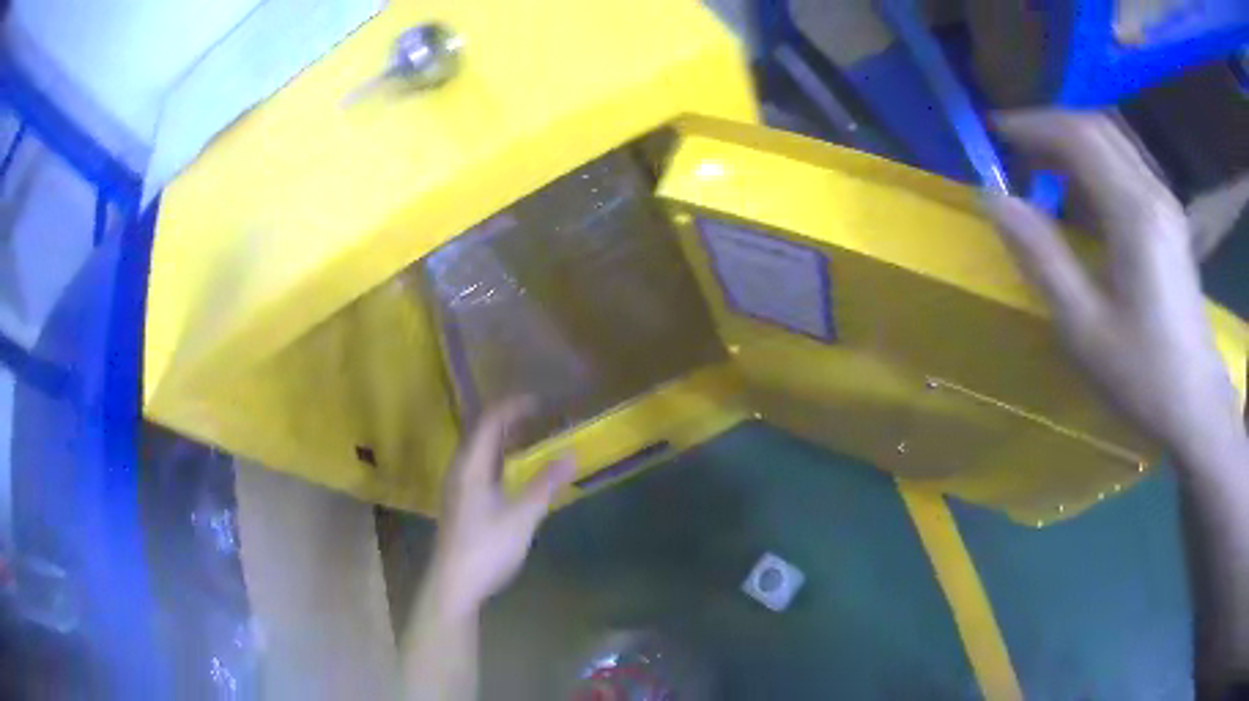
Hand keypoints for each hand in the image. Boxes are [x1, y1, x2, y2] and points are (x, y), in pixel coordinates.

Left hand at [428, 399, 575, 615]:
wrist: (454, 584)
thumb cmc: (486, 548)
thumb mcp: (521, 516)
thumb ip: (545, 484)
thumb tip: (572, 454)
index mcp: (470, 465)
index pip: (490, 420)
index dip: (514, 406)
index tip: (543, 401)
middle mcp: (460, 469)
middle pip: (482, 432)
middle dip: (511, 419)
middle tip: (542, 415)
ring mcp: (458, 487)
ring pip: (481, 450)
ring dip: (505, 439)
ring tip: (533, 436)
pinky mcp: (462, 503)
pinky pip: (482, 467)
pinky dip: (501, 458)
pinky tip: (516, 471)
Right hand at [984, 110, 1244, 471]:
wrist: (1196, 405)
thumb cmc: (1142, 376)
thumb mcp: (1083, 327)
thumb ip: (1040, 255)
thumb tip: (993, 198)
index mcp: (1134, 213)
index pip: (1078, 136)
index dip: (1031, 124)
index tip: (994, 132)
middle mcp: (1152, 191)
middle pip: (1096, 126)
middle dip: (1050, 126)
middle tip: (1014, 148)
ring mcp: (1166, 201)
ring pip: (1113, 139)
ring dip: (1073, 140)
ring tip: (1040, 165)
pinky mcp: (1170, 217)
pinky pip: (1127, 163)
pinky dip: (1095, 160)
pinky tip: (1080, 190)